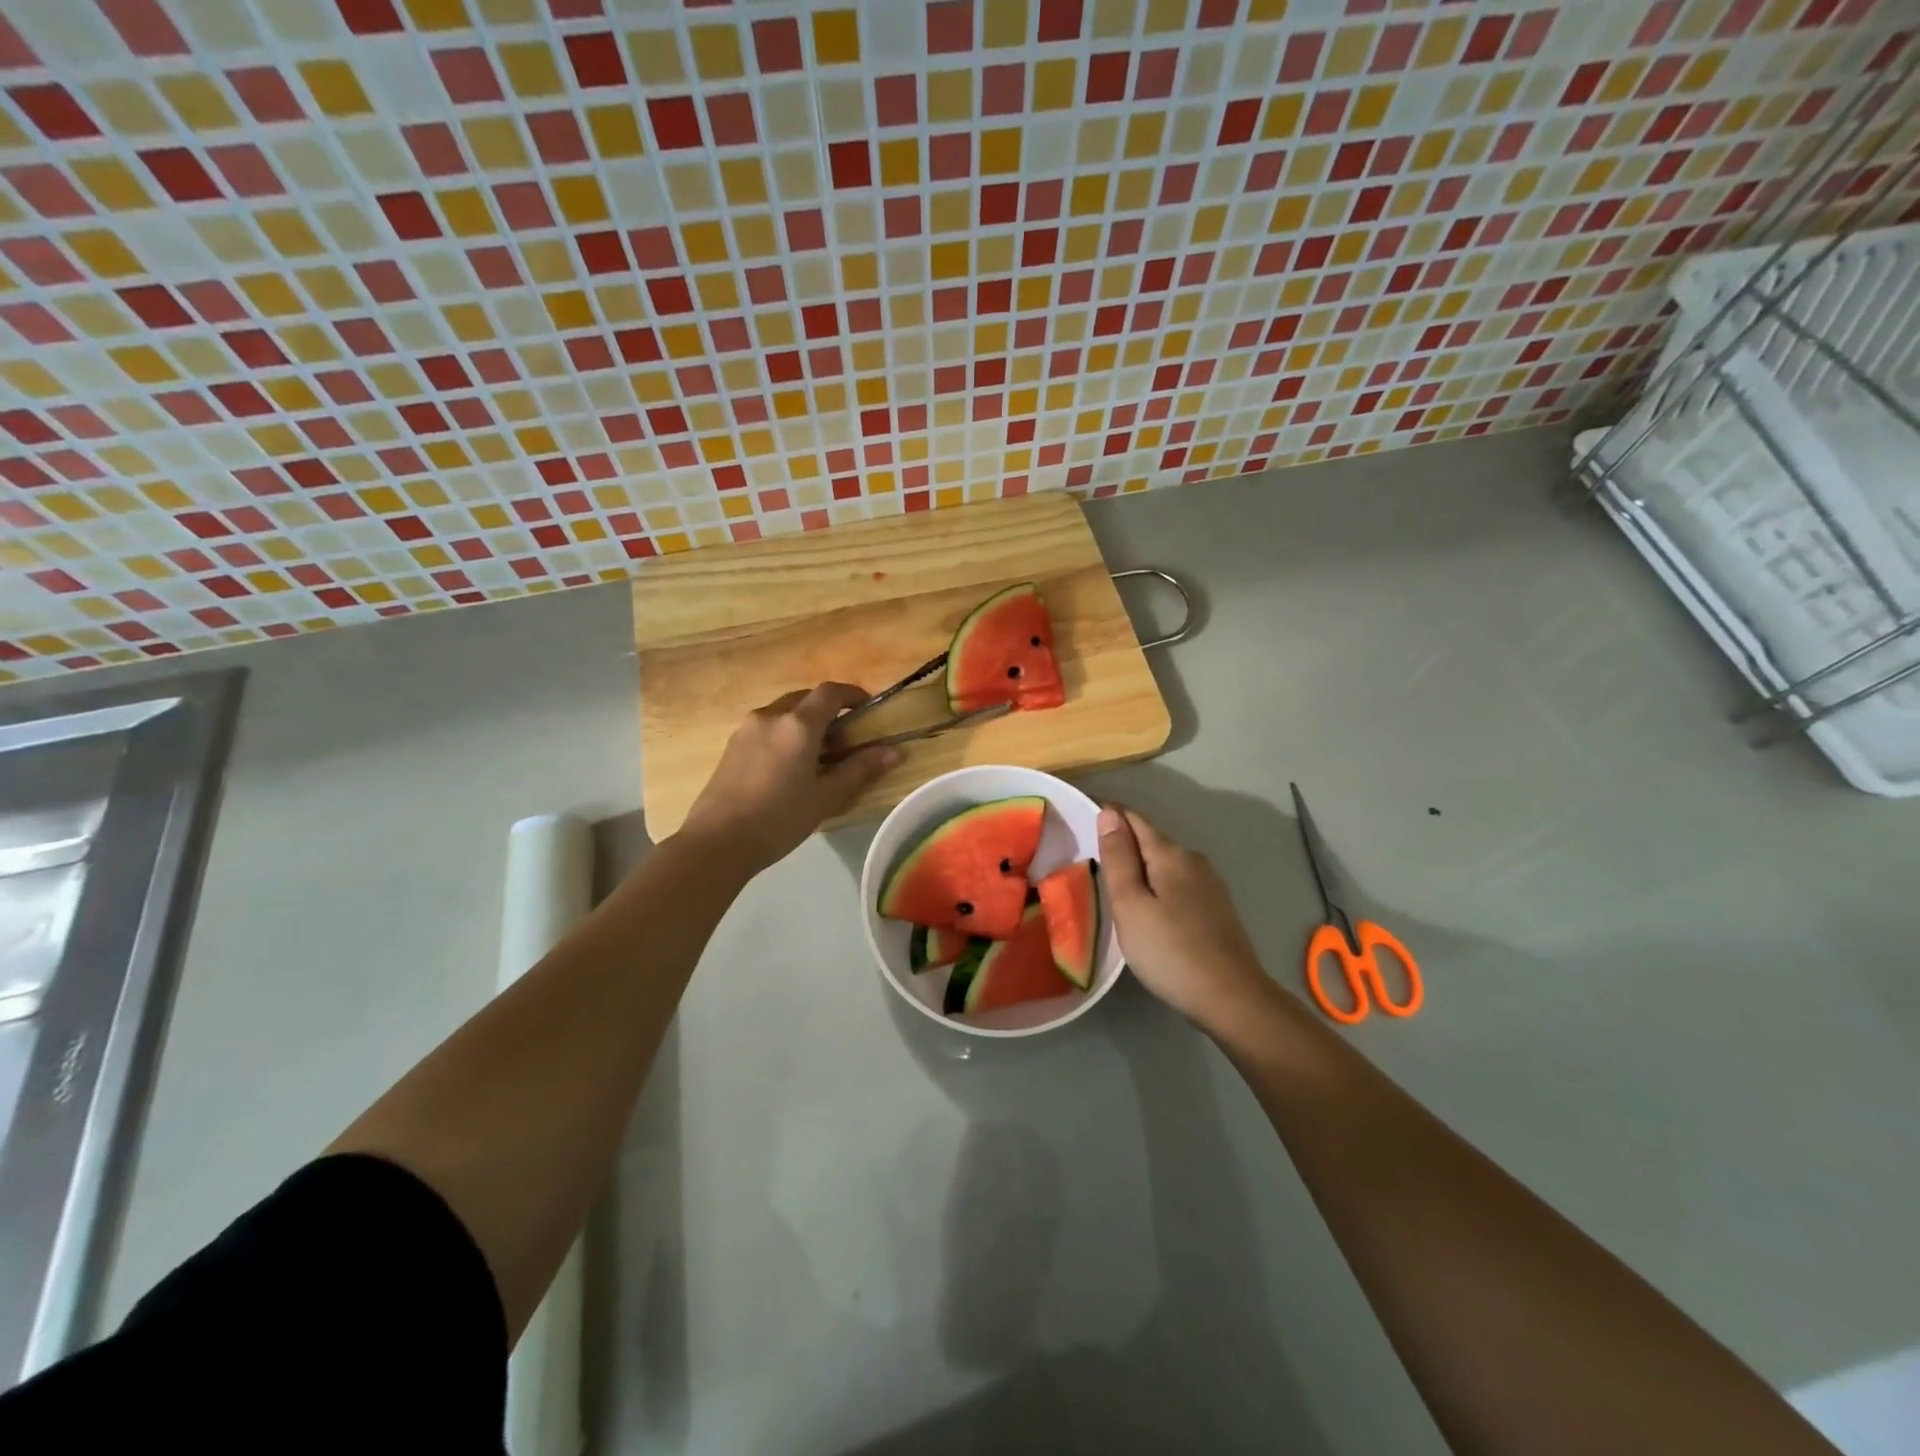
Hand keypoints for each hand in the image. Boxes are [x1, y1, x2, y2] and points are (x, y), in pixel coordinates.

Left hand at [678, 684, 900, 875]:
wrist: (716, 843)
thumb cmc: (778, 819)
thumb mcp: (826, 798)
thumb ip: (860, 770)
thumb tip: (893, 752)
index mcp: (797, 724)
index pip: (830, 692)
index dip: (853, 694)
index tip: (868, 709)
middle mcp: (770, 716)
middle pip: (805, 699)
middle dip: (828, 711)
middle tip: (844, 740)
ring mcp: (746, 729)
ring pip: (784, 712)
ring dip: (805, 723)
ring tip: (817, 756)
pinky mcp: (731, 746)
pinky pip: (766, 728)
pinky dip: (785, 734)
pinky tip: (788, 768)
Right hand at [1099, 805, 1272, 1030]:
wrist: (1231, 998)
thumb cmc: (1170, 951)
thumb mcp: (1130, 905)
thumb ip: (1118, 858)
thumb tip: (1109, 813)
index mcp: (1170, 854)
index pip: (1132, 818)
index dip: (1107, 814)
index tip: (1081, 819)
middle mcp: (1193, 860)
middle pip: (1150, 839)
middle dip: (1122, 841)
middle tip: (1090, 858)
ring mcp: (1210, 884)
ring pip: (1164, 863)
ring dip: (1140, 866)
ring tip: (1114, 885)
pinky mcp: (1217, 908)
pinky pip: (1177, 883)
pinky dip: (1157, 885)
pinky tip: (1149, 908)